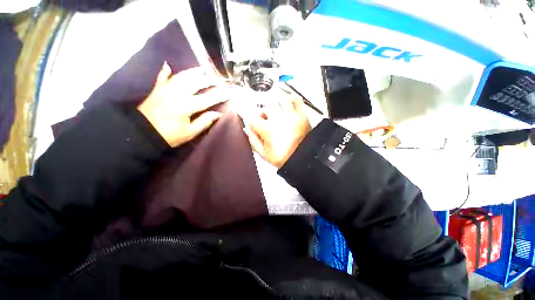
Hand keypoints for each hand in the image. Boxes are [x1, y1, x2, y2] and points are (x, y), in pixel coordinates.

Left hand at [138, 63, 228, 146]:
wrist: (141, 133)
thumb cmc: (168, 135)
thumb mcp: (189, 133)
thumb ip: (204, 122)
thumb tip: (218, 113)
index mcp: (185, 106)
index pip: (206, 99)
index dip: (219, 96)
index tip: (228, 93)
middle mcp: (175, 94)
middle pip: (195, 83)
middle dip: (208, 80)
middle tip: (219, 79)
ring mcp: (165, 90)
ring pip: (181, 76)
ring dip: (193, 72)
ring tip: (202, 69)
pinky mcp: (156, 90)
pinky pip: (162, 77)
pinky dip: (165, 71)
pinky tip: (168, 65)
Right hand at [244, 94, 310, 167]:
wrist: (303, 158)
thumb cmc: (283, 158)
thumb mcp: (264, 154)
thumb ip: (253, 141)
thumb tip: (247, 129)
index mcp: (267, 129)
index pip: (252, 117)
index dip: (252, 121)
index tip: (256, 126)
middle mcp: (277, 118)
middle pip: (266, 106)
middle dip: (264, 113)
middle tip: (268, 121)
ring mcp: (290, 114)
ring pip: (279, 99)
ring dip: (276, 105)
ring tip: (278, 113)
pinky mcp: (301, 114)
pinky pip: (296, 99)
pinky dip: (291, 99)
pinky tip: (288, 104)